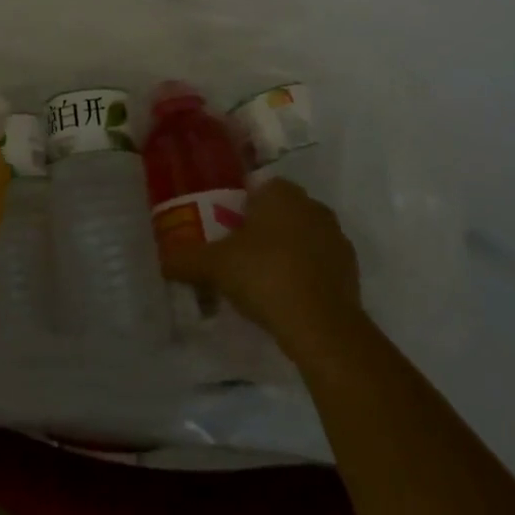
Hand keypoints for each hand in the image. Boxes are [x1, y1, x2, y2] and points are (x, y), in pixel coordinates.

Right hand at [162, 177, 365, 366]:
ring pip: (302, 238)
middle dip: (262, 230)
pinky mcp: (351, 272)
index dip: (240, 208)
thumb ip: (185, 259)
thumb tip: (162, 262)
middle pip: (281, 213)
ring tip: (261, 282)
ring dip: (286, 253)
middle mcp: (313, 207)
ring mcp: (336, 239)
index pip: (258, 188)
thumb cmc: (264, 276)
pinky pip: (319, 266)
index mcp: (281, 193)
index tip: (225, 231)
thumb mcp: (213, 266)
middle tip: (238, 256)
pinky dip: (305, 277)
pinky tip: (286, 300)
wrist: (321, 326)